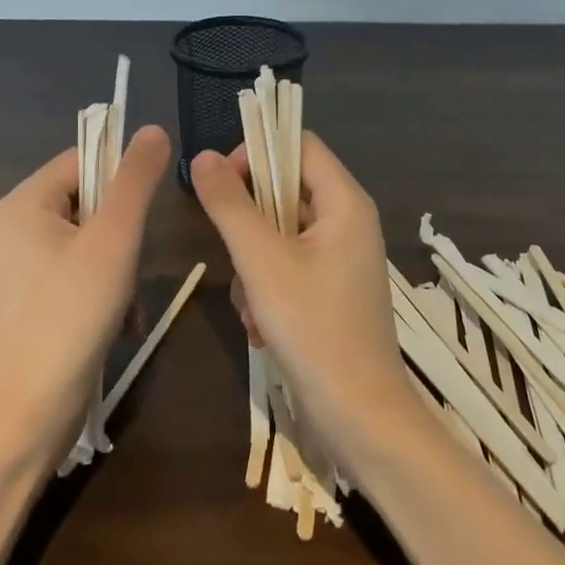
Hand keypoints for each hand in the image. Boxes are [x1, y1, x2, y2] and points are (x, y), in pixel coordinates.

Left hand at [0, 125, 170, 470]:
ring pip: (94, 239)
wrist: (29, 415)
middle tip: (130, 265)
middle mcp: (18, 226)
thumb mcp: (115, 238)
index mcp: (26, 202)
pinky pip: (82, 272)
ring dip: (122, 266)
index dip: (122, 178)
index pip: (86, 158)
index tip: (145, 215)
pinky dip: (108, 291)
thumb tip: (152, 129)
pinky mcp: (35, 299)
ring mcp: (24, 266)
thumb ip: (136, 179)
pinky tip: (122, 323)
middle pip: (92, 199)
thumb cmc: (71, 315)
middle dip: (124, 233)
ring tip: (128, 303)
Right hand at [190, 133, 418, 472]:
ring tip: (252, 306)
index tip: (220, 182)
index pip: (299, 145)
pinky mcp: (331, 291)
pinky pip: (288, 266)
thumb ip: (230, 205)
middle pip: (286, 190)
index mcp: (345, 202)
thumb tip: (203, 157)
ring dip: (254, 265)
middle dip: (250, 223)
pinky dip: (268, 289)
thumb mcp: (262, 262)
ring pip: (280, 233)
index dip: (257, 152)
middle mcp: (348, 222)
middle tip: (234, 254)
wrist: (361, 419)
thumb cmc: (314, 330)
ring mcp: (341, 259)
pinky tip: (261, 326)